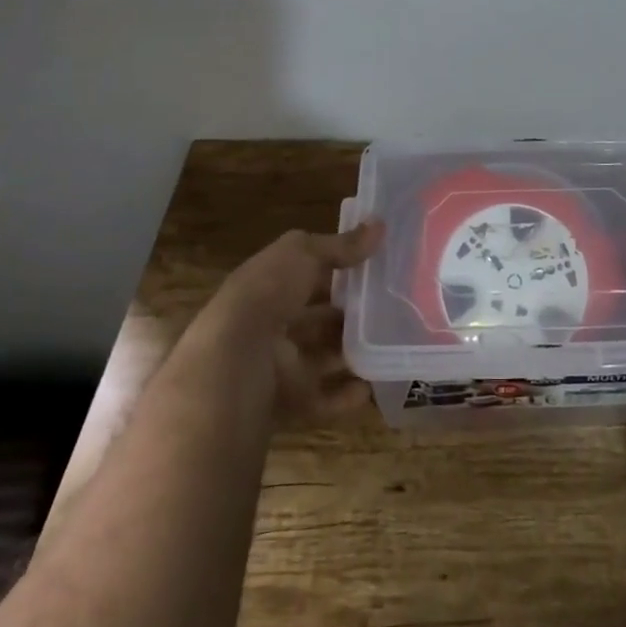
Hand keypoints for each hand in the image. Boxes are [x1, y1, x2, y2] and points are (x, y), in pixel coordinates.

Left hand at [203, 219, 384, 423]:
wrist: (236, 360)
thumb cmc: (267, 293)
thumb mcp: (303, 253)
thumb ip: (341, 245)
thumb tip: (380, 225)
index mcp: (267, 285)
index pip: (305, 274)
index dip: (336, 269)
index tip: (373, 266)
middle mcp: (270, 325)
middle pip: (315, 318)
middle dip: (346, 314)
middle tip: (388, 307)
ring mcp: (278, 365)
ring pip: (320, 358)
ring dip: (350, 353)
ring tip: (389, 344)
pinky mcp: (288, 401)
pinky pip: (322, 400)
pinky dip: (345, 396)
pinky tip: (370, 386)